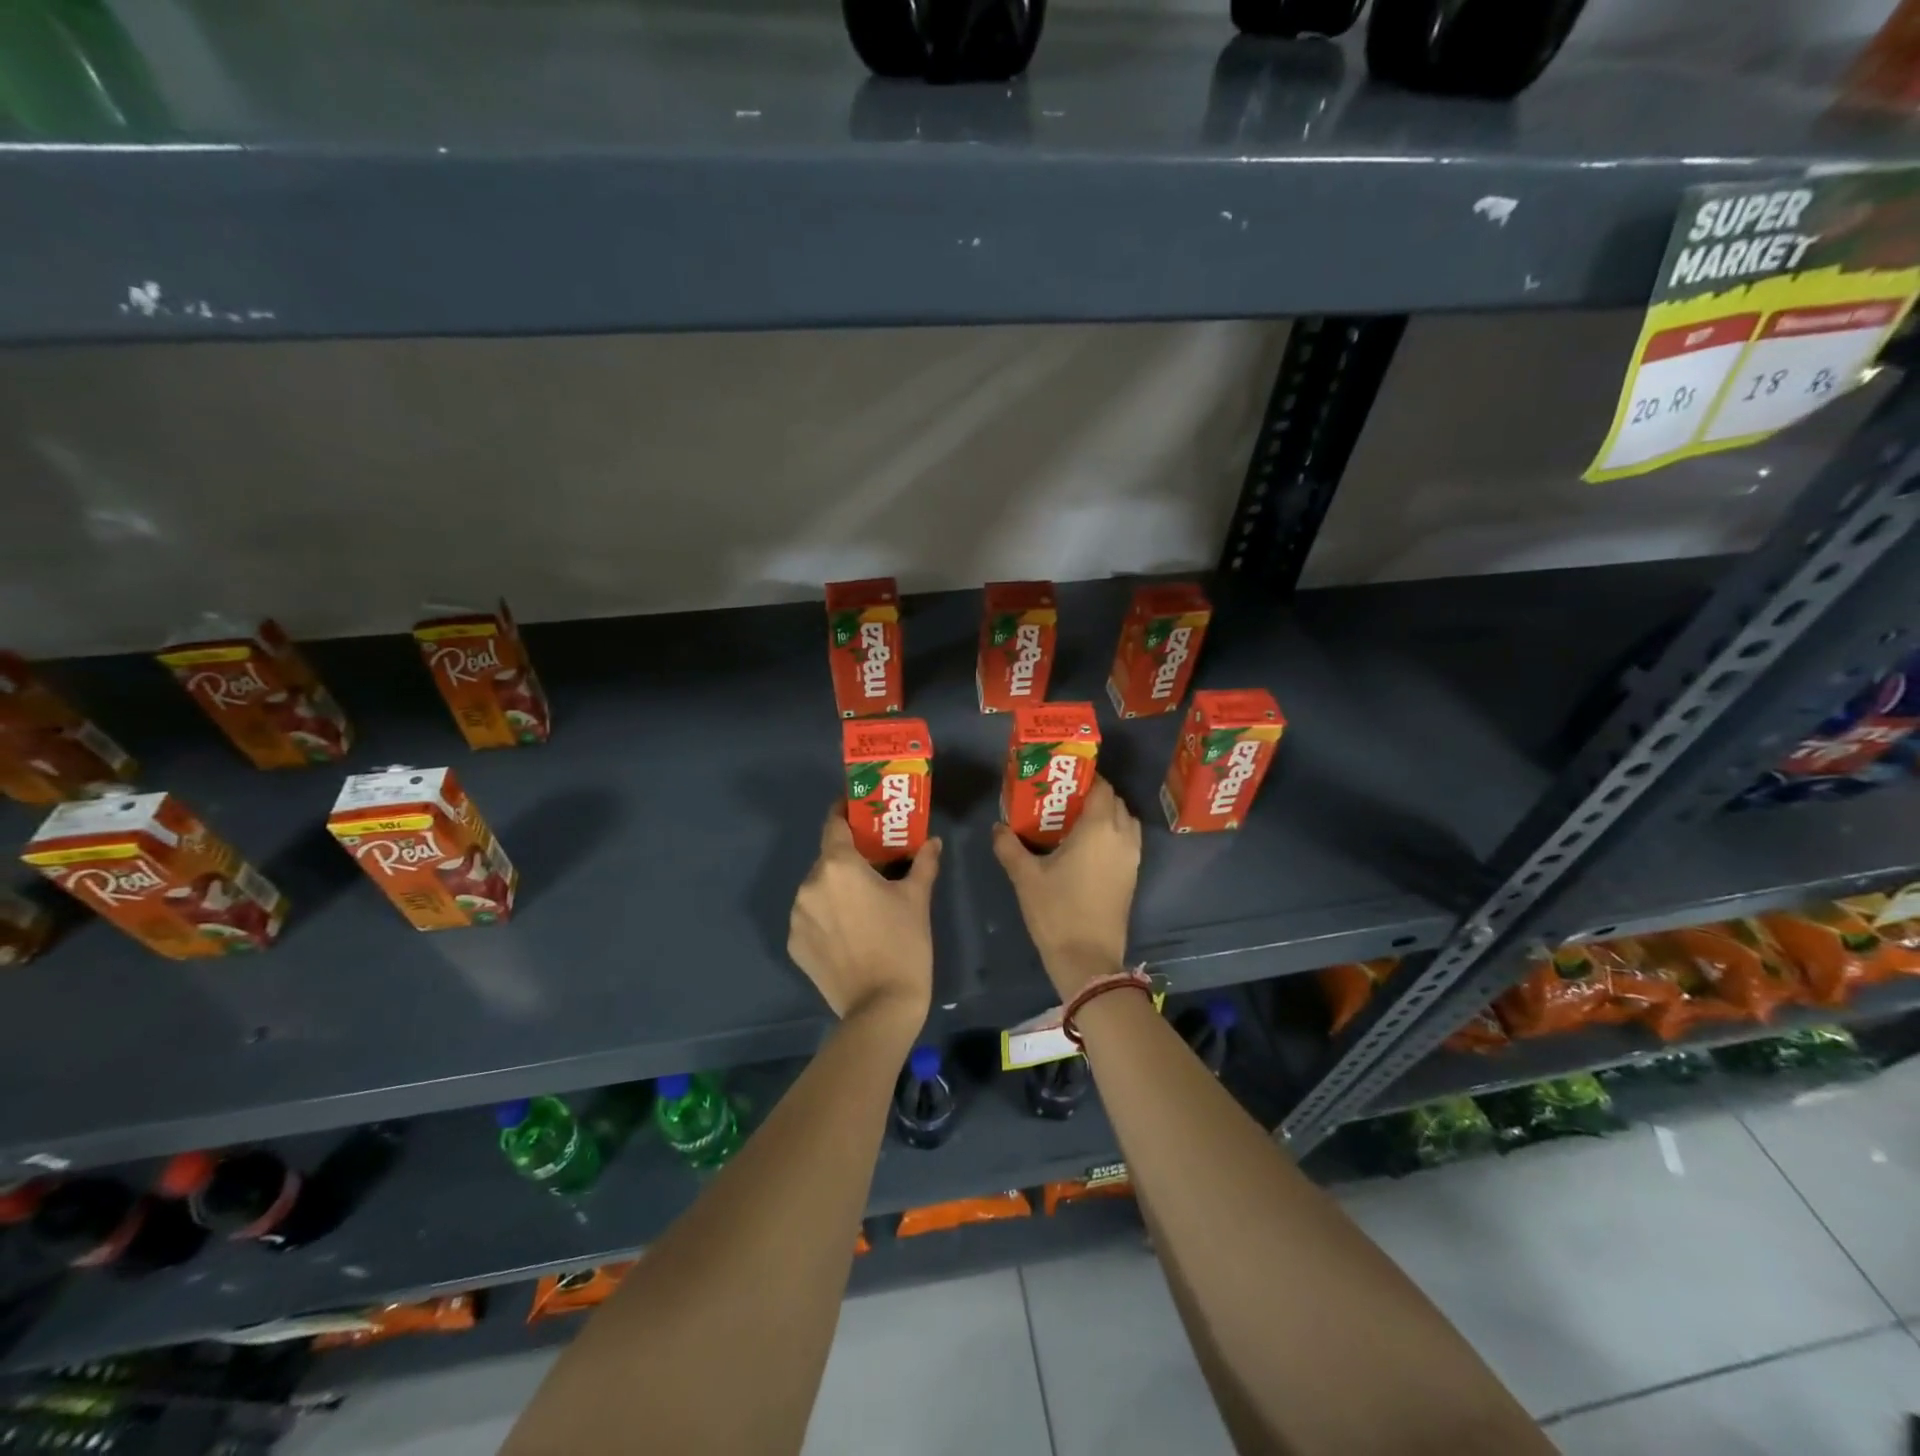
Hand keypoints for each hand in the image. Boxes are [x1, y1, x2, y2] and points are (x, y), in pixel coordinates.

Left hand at [788, 808, 939, 1028]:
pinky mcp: (795, 943)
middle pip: (827, 859)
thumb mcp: (917, 899)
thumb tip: (932, 842)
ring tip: (862, 905)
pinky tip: (849, 932)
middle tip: (873, 867)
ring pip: (817, 888)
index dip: (845, 814)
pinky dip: (826, 916)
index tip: (858, 811)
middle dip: (848, 859)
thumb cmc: (903, 944)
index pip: (834, 825)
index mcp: (838, 866)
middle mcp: (810, 884)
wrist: (881, 1007)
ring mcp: (798, 916)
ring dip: (835, 889)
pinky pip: (810, 917)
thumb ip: (923, 863)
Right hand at [992, 775, 1140, 999]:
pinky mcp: (1132, 877)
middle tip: (1064, 800)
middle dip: (1094, 795)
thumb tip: (997, 827)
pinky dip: (1113, 835)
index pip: (1102, 787)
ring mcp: (1132, 858)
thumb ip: (1009, 846)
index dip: (1086, 777)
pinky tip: (1086, 848)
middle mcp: (1122, 837)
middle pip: (1115, 802)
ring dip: (1107, 815)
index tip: (1062, 780)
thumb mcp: (1026, 877)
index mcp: (1099, 828)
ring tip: (1076, 822)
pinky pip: (1127, 842)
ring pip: (1125, 822)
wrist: (1088, 959)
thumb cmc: (1057, 911)